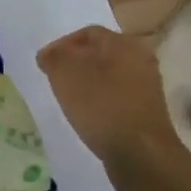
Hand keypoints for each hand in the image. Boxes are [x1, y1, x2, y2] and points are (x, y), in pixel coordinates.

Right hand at [35, 25, 182, 175]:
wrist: (142, 156)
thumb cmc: (102, 106)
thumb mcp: (66, 74)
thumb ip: (54, 57)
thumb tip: (49, 54)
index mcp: (124, 43)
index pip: (87, 33)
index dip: (62, 45)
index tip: (44, 64)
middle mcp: (140, 60)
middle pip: (99, 54)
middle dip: (75, 65)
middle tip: (55, 80)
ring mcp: (146, 88)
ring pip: (108, 77)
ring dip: (87, 85)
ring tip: (68, 100)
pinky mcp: (146, 113)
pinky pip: (117, 98)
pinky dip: (100, 103)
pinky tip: (88, 117)